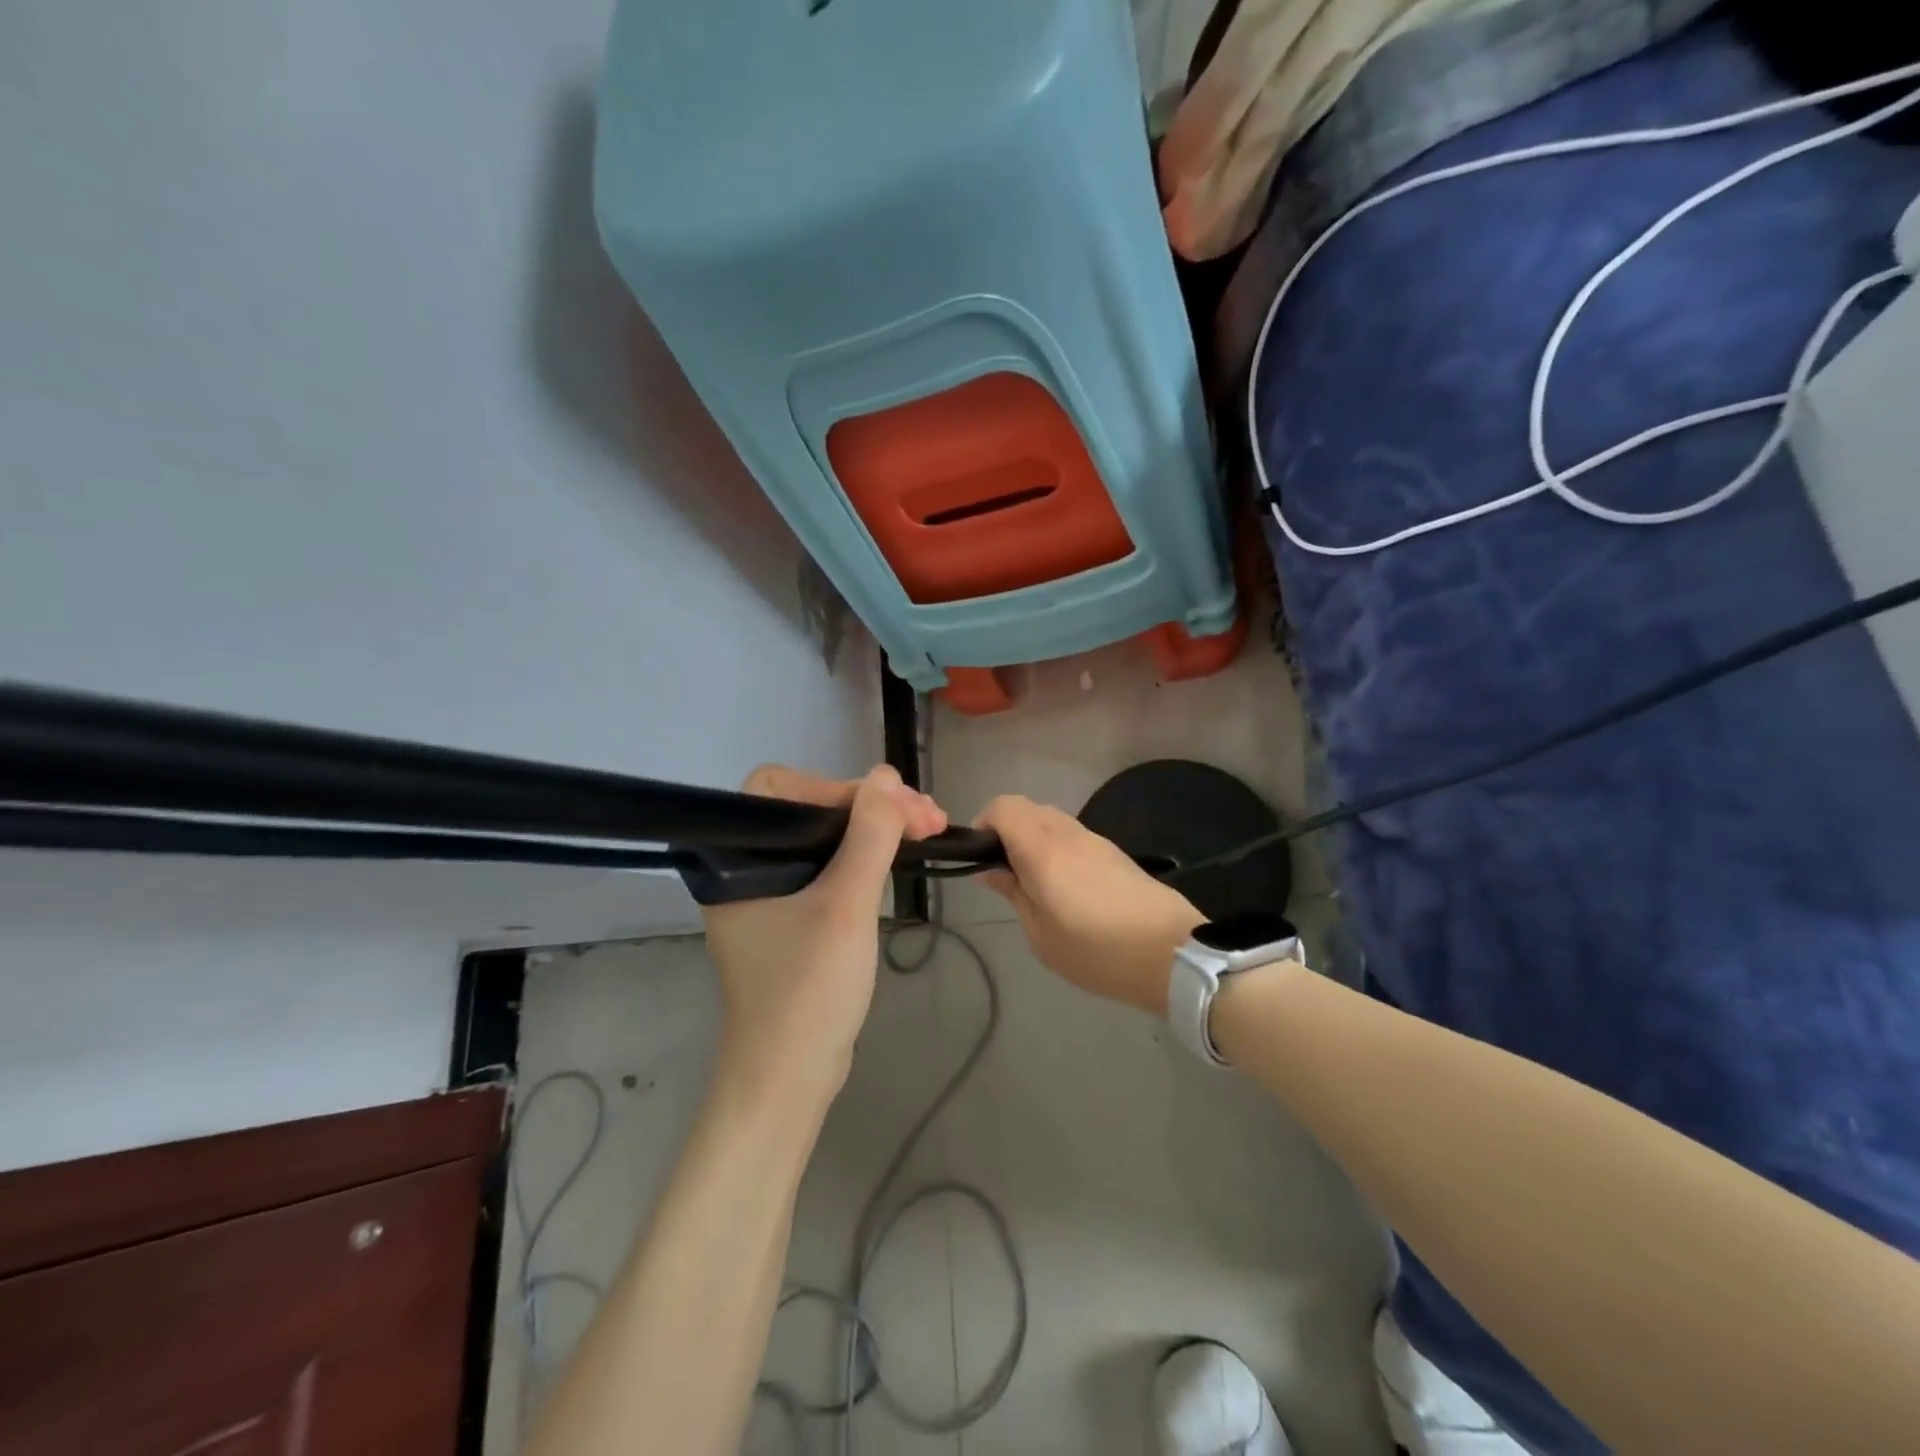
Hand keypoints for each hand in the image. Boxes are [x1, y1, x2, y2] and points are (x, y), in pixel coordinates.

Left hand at [702, 765, 945, 1105]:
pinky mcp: (792, 915)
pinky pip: (830, 866)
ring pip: (826, 838)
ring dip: (877, 829)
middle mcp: (745, 869)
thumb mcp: (845, 907)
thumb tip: (887, 775)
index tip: (888, 806)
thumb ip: (869, 835)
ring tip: (931, 828)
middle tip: (929, 817)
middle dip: (871, 808)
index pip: (778, 789)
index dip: (834, 787)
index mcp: (735, 859)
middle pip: (809, 810)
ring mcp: (770, 894)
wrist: (791, 1080)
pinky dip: (867, 857)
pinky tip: (903, 854)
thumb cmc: (808, 991)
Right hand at [974, 795, 1204, 1016]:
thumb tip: (989, 869)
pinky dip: (1055, 847)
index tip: (980, 857)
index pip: (1003, 807)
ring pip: (1050, 819)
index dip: (984, 823)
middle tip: (1004, 873)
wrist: (1172, 954)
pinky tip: (1064, 887)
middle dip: (1006, 830)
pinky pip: (1071, 834)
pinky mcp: (1113, 851)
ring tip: (1034, 884)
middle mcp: (1067, 833)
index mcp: (1043, 850)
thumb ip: (1013, 893)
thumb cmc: (1097, 951)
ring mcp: (1094, 839)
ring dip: (1032, 838)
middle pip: (1026, 808)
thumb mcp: (1041, 935)